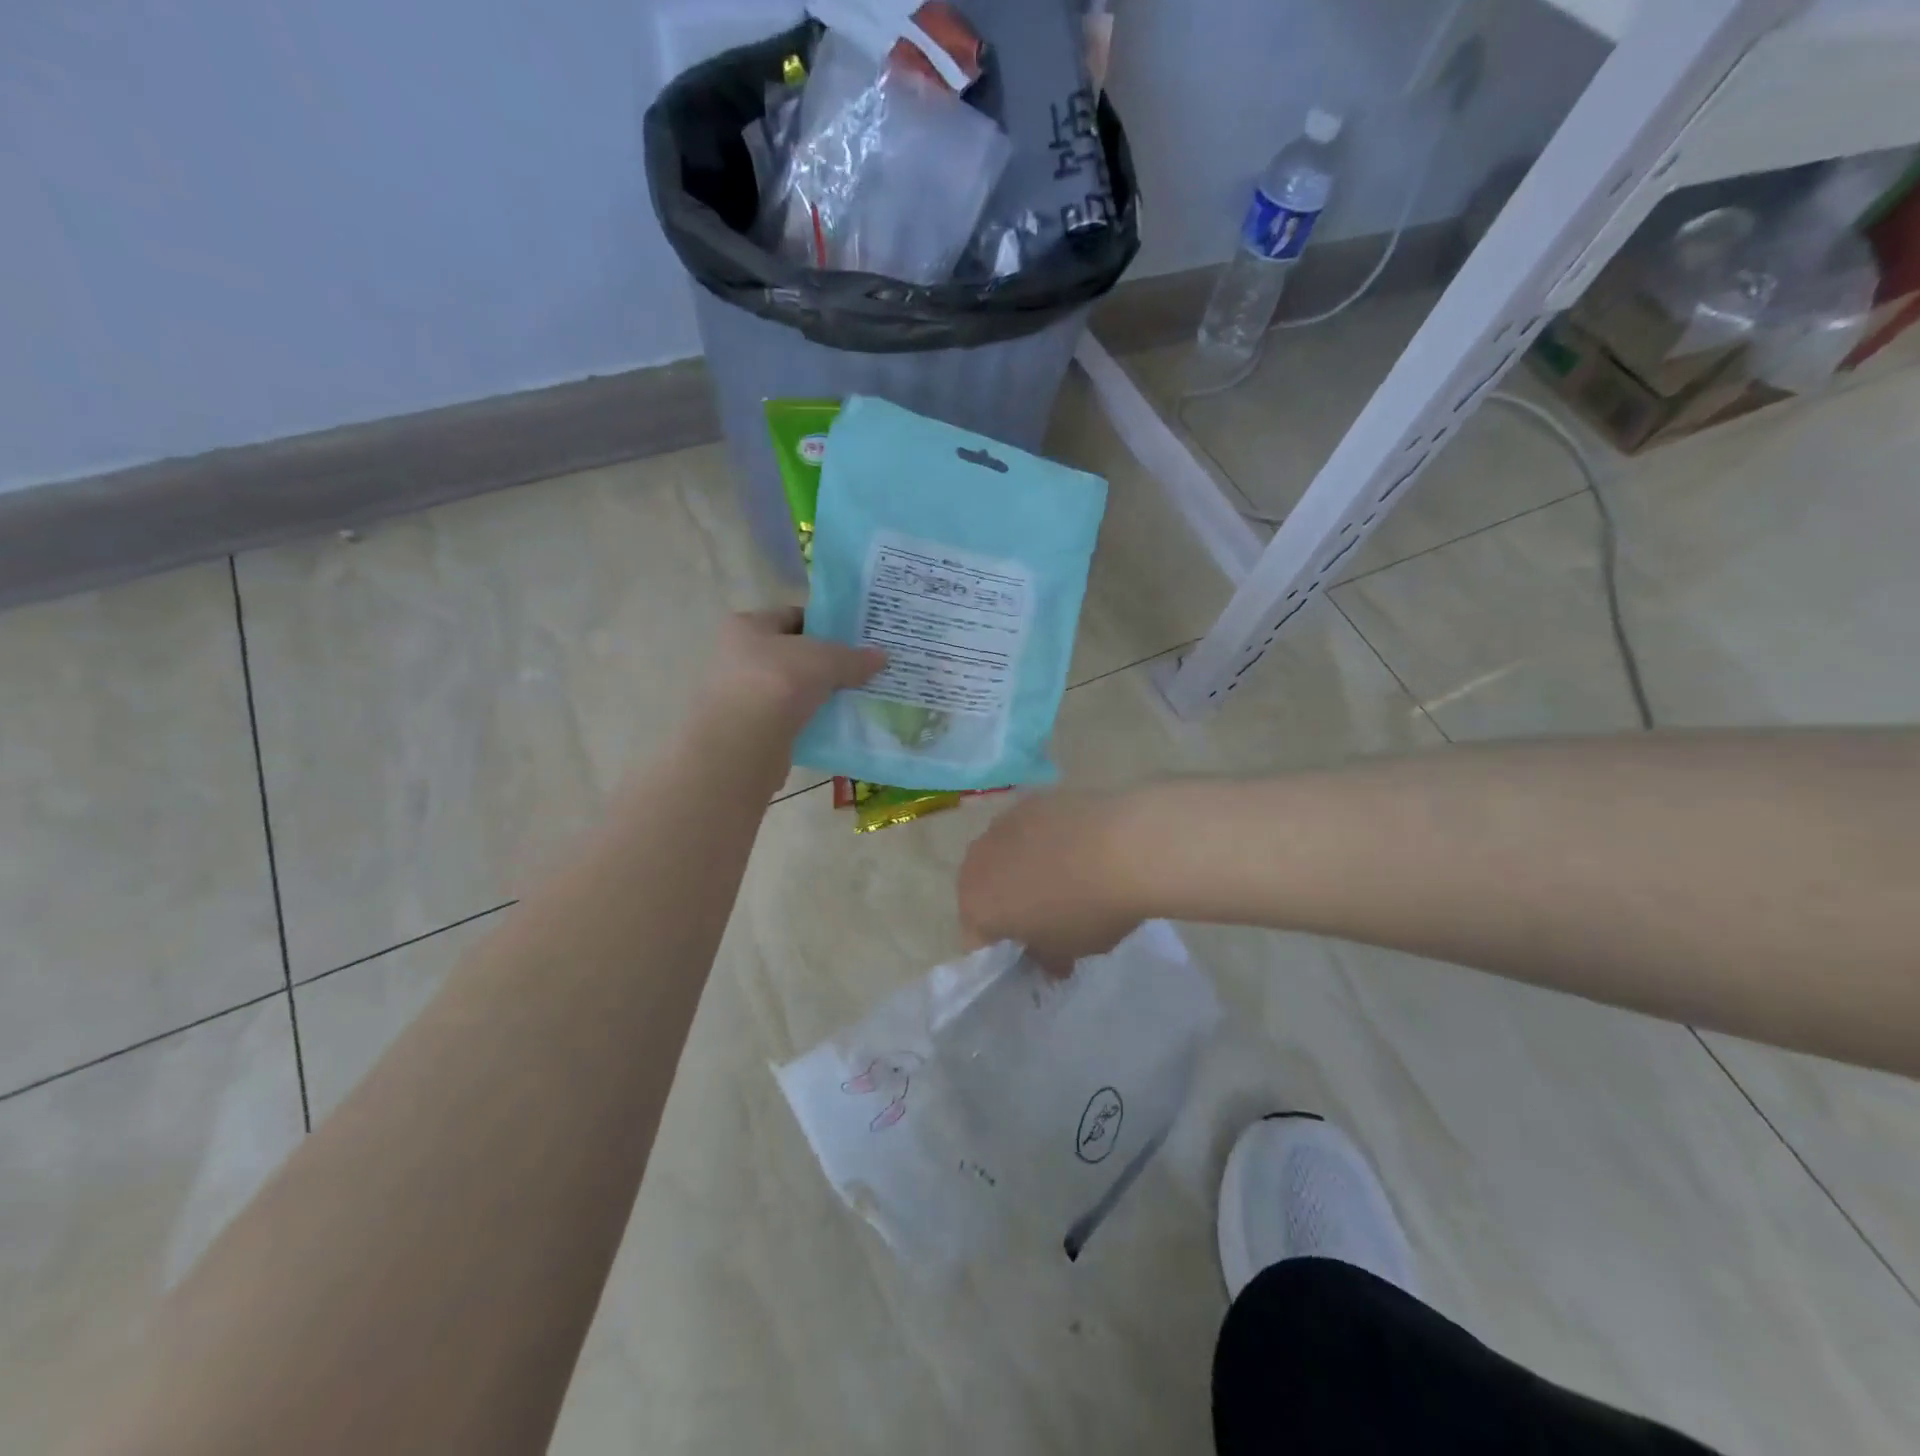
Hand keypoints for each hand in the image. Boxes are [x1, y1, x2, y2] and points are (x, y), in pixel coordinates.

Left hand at [700, 607, 885, 735]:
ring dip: (817, 694)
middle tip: (858, 670)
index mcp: (747, 626)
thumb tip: (882, 656)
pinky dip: (809, 721)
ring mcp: (741, 695)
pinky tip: (835, 725)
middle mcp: (737, 656)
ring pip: (792, 689)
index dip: (825, 625)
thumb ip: (854, 657)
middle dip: (824, 663)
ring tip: (851, 699)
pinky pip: (788, 718)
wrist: (745, 742)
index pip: (792, 616)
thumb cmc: (779, 682)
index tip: (853, 639)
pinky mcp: (749, 729)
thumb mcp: (825, 660)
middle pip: (792, 655)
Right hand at [958, 790, 1146, 971]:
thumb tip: (1048, 959)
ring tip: (1066, 878)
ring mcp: (1003, 823)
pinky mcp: (1032, 799)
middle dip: (1007, 906)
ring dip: (1023, 869)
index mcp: (975, 904)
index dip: (1004, 954)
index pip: (977, 942)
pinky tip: (1077, 847)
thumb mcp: (1068, 951)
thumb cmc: (1088, 910)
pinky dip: (1044, 840)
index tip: (1035, 956)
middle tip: (1047, 918)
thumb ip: (1046, 958)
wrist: (1127, 846)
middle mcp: (977, 859)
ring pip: (1004, 856)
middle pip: (984, 892)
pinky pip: (1029, 829)